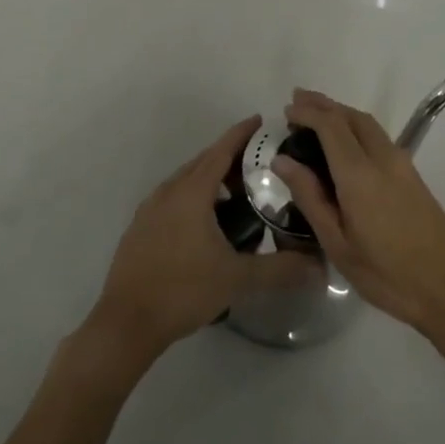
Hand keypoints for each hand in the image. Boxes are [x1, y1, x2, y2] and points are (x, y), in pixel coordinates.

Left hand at [88, 116, 318, 364]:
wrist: (125, 323)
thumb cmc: (183, 290)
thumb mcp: (237, 279)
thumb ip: (279, 269)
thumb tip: (319, 268)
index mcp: (191, 193)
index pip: (221, 151)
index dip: (241, 134)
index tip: (259, 120)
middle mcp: (168, 192)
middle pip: (203, 162)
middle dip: (229, 157)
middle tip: (258, 165)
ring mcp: (150, 210)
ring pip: (185, 181)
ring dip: (210, 179)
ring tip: (236, 196)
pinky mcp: (140, 228)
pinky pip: (172, 199)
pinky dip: (193, 198)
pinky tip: (206, 225)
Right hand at [273, 89, 444, 343]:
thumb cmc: (387, 274)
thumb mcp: (338, 244)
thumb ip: (310, 197)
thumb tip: (283, 161)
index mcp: (360, 174)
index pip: (331, 125)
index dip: (307, 112)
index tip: (286, 111)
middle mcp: (383, 158)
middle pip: (352, 116)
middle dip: (323, 104)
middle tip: (296, 102)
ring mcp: (402, 164)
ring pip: (368, 123)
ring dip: (341, 113)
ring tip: (315, 115)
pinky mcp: (412, 175)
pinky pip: (378, 137)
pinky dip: (355, 127)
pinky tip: (344, 143)